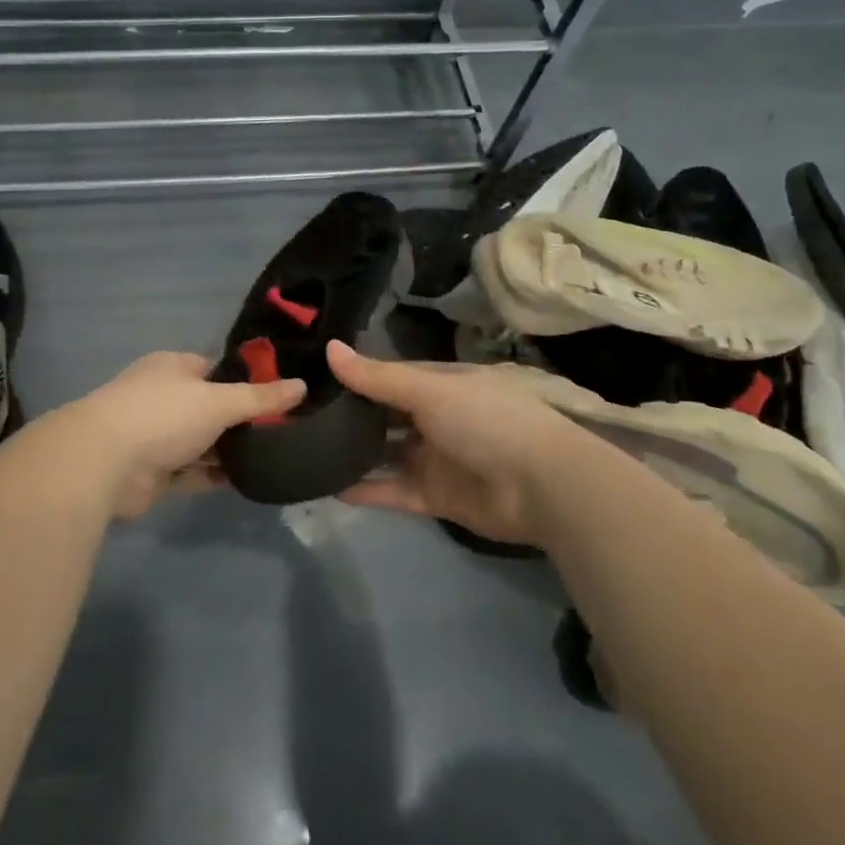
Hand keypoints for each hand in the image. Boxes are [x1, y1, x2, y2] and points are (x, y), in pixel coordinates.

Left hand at [51, 351, 304, 518]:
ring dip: (228, 450)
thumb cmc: (163, 415)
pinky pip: (192, 471)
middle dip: (240, 420)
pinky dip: (214, 475)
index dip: (246, 381)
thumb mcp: (219, 401)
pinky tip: (246, 480)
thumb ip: (260, 397)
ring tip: (272, 457)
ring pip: (202, 441)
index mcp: (174, 367)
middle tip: (283, 432)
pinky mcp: (154, 472)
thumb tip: (302, 385)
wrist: (104, 462)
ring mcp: (156, 435)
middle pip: (210, 407)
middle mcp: (164, 397)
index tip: (280, 397)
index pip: (216, 369)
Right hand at [327, 340, 575, 544]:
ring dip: (354, 454)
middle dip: (351, 416)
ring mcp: (435, 458)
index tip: (315, 378)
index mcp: (440, 384)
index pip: (390, 377)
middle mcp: (435, 418)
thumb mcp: (428, 390)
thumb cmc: (485, 420)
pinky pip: (393, 490)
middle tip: (302, 416)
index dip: (357, 377)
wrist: (542, 486)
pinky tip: (327, 487)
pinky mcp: (435, 497)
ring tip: (306, 451)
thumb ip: (376, 377)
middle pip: (385, 416)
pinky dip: (365, 490)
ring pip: (385, 454)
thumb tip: (329, 347)